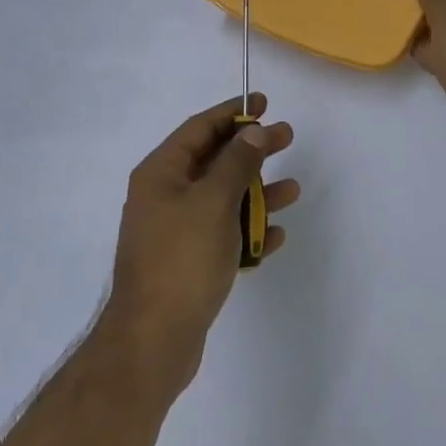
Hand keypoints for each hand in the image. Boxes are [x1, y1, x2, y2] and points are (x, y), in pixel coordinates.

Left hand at [104, 95, 298, 393]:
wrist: (153, 340)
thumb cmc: (182, 259)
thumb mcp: (213, 201)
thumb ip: (236, 163)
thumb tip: (253, 131)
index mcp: (160, 173)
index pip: (199, 128)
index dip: (231, 113)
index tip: (264, 104)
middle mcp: (165, 196)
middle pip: (214, 161)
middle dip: (251, 150)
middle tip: (287, 137)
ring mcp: (176, 232)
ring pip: (223, 200)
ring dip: (257, 193)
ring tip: (292, 190)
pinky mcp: (188, 263)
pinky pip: (224, 235)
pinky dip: (248, 231)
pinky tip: (275, 235)